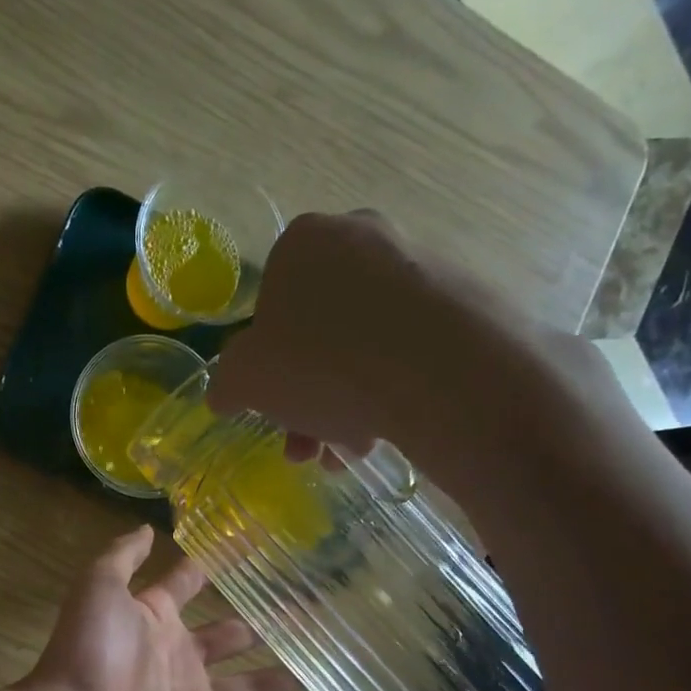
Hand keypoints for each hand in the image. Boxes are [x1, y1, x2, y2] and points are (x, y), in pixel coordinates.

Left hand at [18, 527, 298, 690]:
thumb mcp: (99, 586)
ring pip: (241, 683)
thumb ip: (123, 556)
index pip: (189, 585)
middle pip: (226, 636)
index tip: (254, 548)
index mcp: (154, 618)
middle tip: (300, 610)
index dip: (215, 566)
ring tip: (309, 659)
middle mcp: (176, 655)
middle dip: (257, 625)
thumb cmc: (90, 650)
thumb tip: (148, 529)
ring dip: (271, 674)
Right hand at [208, 210, 631, 503]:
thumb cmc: (319, 363)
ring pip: (363, 346)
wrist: (437, 371)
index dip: (266, 362)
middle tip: (308, 444)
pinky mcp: (464, 298)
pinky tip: (385, 432)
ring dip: (345, 404)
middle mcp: (362, 238)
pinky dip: (390, 389)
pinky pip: (408, 349)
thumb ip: (227, 383)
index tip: (273, 402)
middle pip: (319, 332)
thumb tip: (226, 393)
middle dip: (308, 396)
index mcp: (304, 243)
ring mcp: (419, 265)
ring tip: (349, 451)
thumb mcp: (245, 381)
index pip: (270, 303)